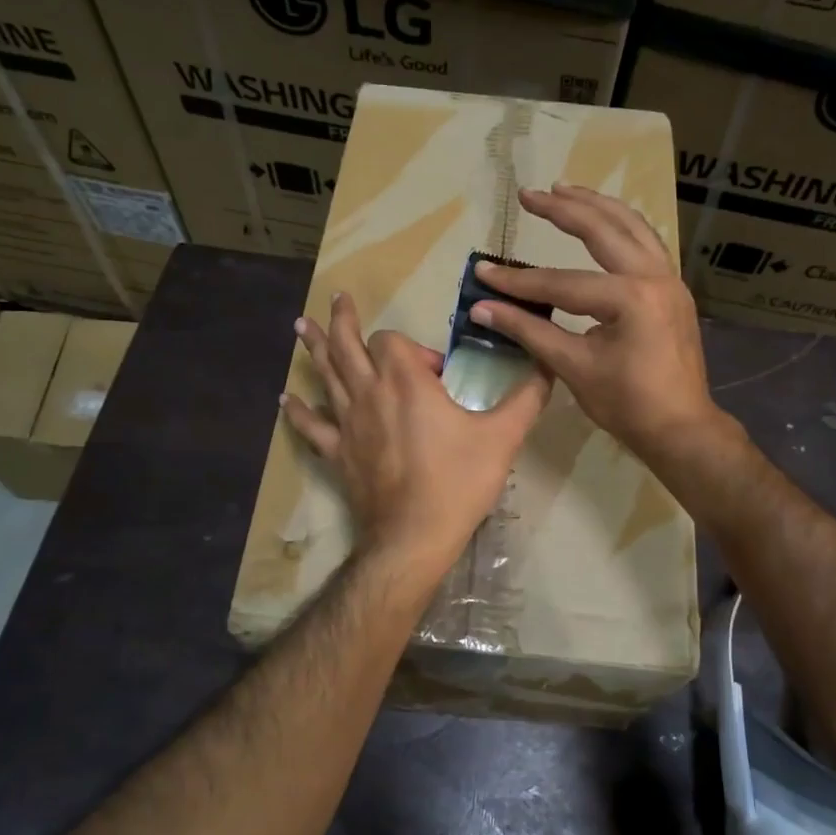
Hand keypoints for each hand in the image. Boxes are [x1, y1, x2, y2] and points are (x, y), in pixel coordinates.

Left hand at [282, 292, 550, 578]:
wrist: (414, 536)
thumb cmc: (458, 482)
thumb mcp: (503, 437)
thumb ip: (527, 397)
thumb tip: (548, 366)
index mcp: (406, 382)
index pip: (392, 342)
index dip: (413, 349)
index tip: (437, 375)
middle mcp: (370, 394)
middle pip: (348, 346)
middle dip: (344, 320)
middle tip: (337, 298)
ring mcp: (347, 424)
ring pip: (326, 376)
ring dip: (315, 348)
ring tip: (301, 326)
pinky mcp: (337, 453)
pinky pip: (312, 426)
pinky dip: (299, 411)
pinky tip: (286, 399)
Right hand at [469, 184, 720, 462]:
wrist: (681, 429)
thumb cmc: (627, 404)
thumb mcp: (574, 367)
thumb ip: (529, 331)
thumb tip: (482, 308)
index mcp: (631, 298)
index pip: (562, 283)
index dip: (519, 281)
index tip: (484, 272)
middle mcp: (655, 277)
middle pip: (604, 230)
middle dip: (563, 210)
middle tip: (530, 195)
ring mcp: (670, 280)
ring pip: (633, 227)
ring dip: (597, 206)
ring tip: (565, 190)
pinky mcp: (673, 290)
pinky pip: (646, 243)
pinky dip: (621, 226)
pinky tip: (604, 221)